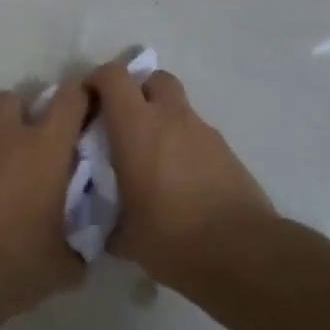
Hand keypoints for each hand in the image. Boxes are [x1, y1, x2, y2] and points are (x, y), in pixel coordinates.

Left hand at [0, 84, 87, 329]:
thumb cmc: (14, 263)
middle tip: (49, 145)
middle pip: (16, 100)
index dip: (84, 96)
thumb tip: (85, 245)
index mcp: (45, 149)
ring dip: (7, 145)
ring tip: (20, 186)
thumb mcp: (65, 264)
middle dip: (31, 112)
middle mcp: (8, 141)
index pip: (70, 98)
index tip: (95, 111)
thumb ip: (82, 246)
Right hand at [85, 61, 274, 283]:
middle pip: (154, 79)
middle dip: (137, 92)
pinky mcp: (226, 150)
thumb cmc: (171, 237)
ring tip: (153, 159)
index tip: (88, 103)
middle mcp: (171, 117)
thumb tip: (102, 226)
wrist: (241, 251)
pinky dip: (184, 143)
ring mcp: (203, 131)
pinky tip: (180, 179)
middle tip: (124, 124)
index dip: (97, 81)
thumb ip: (107, 220)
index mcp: (137, 127)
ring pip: (178, 107)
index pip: (114, 77)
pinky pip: (197, 134)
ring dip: (162, 120)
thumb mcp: (124, 235)